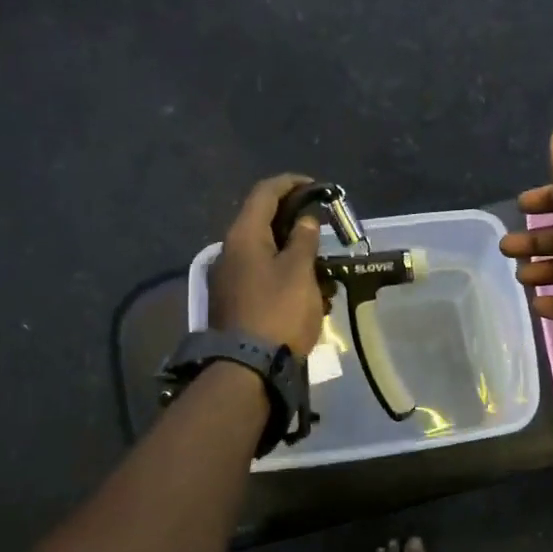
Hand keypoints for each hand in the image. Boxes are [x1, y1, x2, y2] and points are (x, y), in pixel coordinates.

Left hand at [209, 173, 327, 357]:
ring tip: (323, 275)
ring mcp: (229, 279)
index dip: (290, 183)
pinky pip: (263, 279)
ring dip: (295, 257)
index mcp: (243, 236)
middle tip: (322, 232)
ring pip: (266, 254)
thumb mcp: (299, 272)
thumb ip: (304, 240)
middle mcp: (230, 252)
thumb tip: (304, 220)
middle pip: (263, 224)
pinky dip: (286, 279)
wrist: (248, 369)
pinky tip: (309, 298)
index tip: (316, 186)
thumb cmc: (278, 312)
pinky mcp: (235, 302)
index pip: (264, 192)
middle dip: (296, 225)